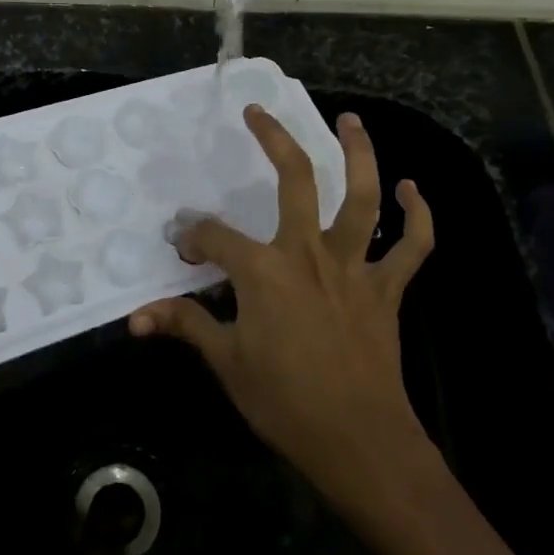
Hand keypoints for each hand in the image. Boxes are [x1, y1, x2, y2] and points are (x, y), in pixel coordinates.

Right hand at [129, 107, 435, 498]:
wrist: (358, 442)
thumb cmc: (285, 402)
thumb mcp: (227, 362)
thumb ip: (186, 325)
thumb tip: (135, 317)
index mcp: (264, 270)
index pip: (216, 237)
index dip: (194, 237)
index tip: (183, 246)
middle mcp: (310, 252)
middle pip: (295, 180)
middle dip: (274, 140)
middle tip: (258, 113)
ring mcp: (354, 266)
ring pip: (363, 197)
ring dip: (360, 154)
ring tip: (350, 120)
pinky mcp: (387, 288)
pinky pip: (412, 246)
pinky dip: (418, 217)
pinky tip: (413, 189)